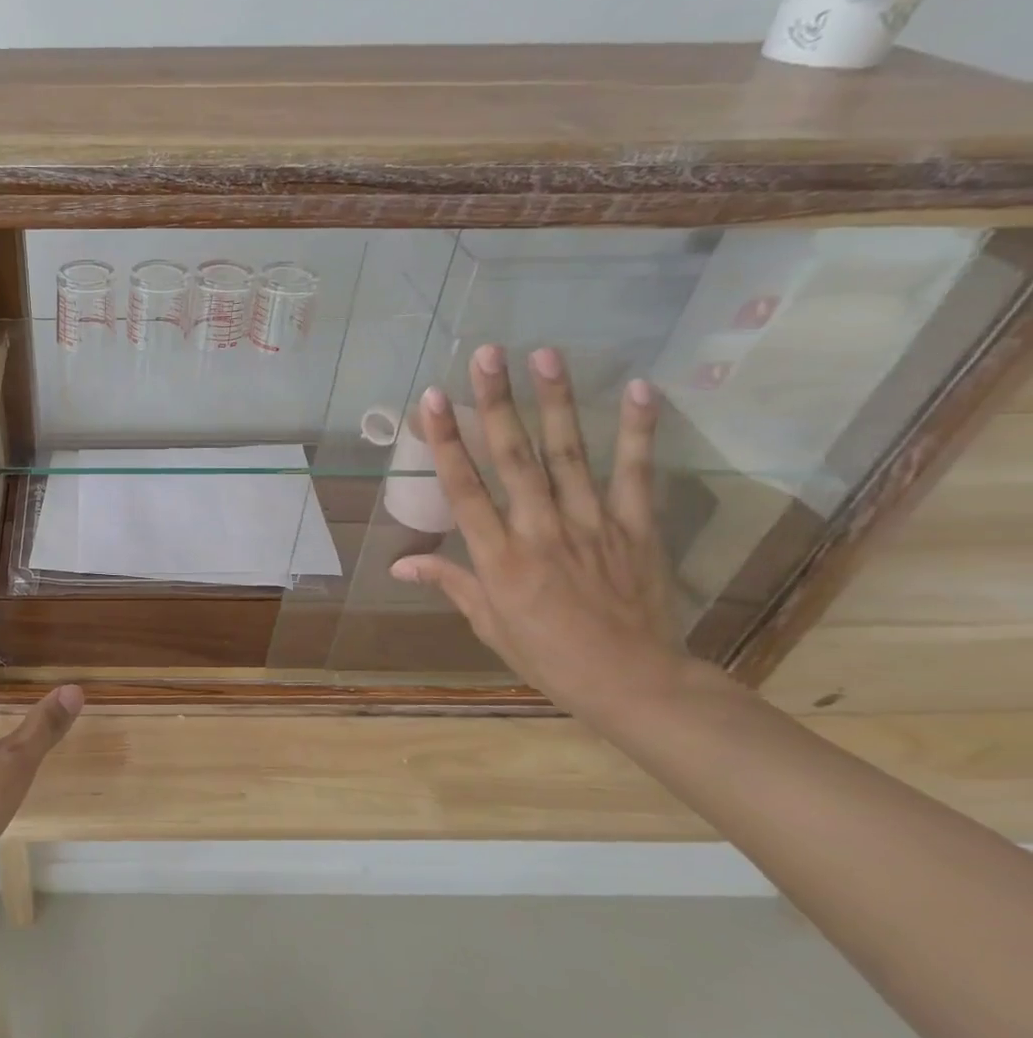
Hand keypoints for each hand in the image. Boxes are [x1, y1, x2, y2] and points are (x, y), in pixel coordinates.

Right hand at [389, 345, 689, 712]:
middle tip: (487, 355)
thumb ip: (449, 581)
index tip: (433, 399)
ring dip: (556, 402)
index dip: (445, 440)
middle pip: (513, 458)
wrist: (634, 682)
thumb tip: (399, 564)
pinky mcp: (635, 527)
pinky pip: (635, 473)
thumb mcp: (487, 623)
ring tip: (545, 355)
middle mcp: (540, 531)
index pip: (464, 488)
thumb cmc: (548, 655)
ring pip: (568, 454)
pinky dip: (638, 431)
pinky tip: (638, 389)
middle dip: (497, 403)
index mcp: (498, 557)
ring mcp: (591, 524)